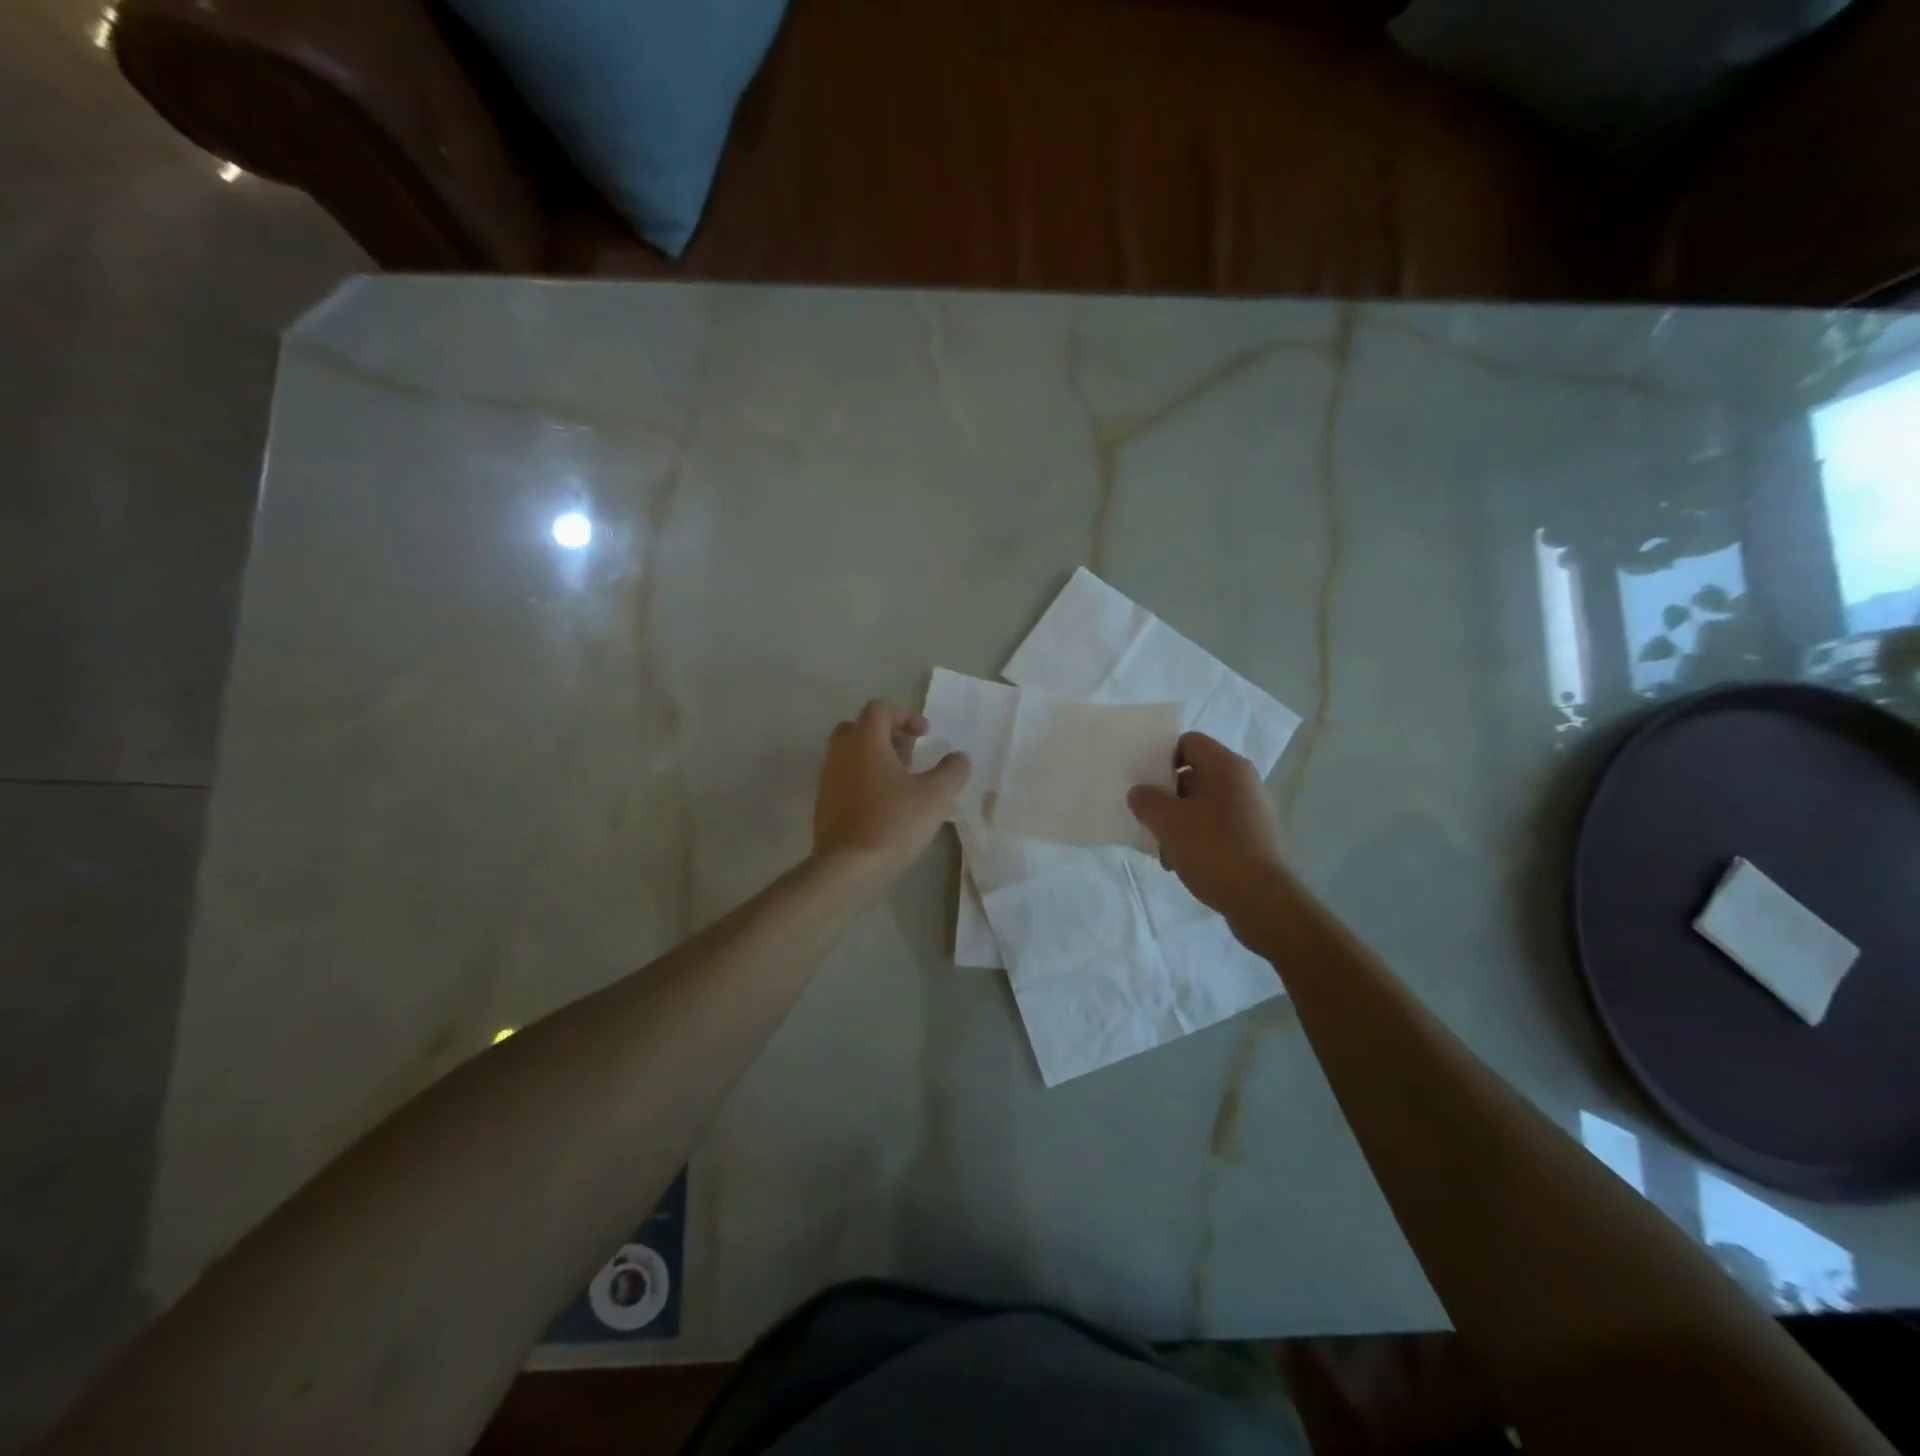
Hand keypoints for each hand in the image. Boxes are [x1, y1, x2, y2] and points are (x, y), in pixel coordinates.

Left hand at [813, 701, 969, 885]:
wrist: (848, 868)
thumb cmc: (894, 822)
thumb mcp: (936, 796)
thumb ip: (952, 770)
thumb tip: (959, 757)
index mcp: (865, 740)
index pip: (880, 709)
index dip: (905, 715)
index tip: (925, 735)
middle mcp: (840, 752)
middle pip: (860, 728)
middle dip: (887, 735)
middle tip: (910, 754)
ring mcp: (828, 778)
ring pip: (850, 754)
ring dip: (876, 759)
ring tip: (902, 782)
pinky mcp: (824, 803)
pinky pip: (845, 777)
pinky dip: (864, 779)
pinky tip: (885, 804)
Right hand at [1127, 732, 1287, 926]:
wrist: (1261, 899)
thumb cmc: (1212, 848)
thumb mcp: (1167, 821)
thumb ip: (1146, 799)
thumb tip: (1140, 793)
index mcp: (1227, 766)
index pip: (1189, 742)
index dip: (1163, 757)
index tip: (1145, 783)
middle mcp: (1245, 781)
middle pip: (1196, 774)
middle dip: (1168, 796)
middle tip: (1150, 818)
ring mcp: (1254, 810)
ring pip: (1205, 804)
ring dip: (1180, 821)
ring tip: (1165, 850)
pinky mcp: (1257, 837)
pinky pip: (1219, 826)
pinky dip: (1199, 837)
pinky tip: (1184, 862)